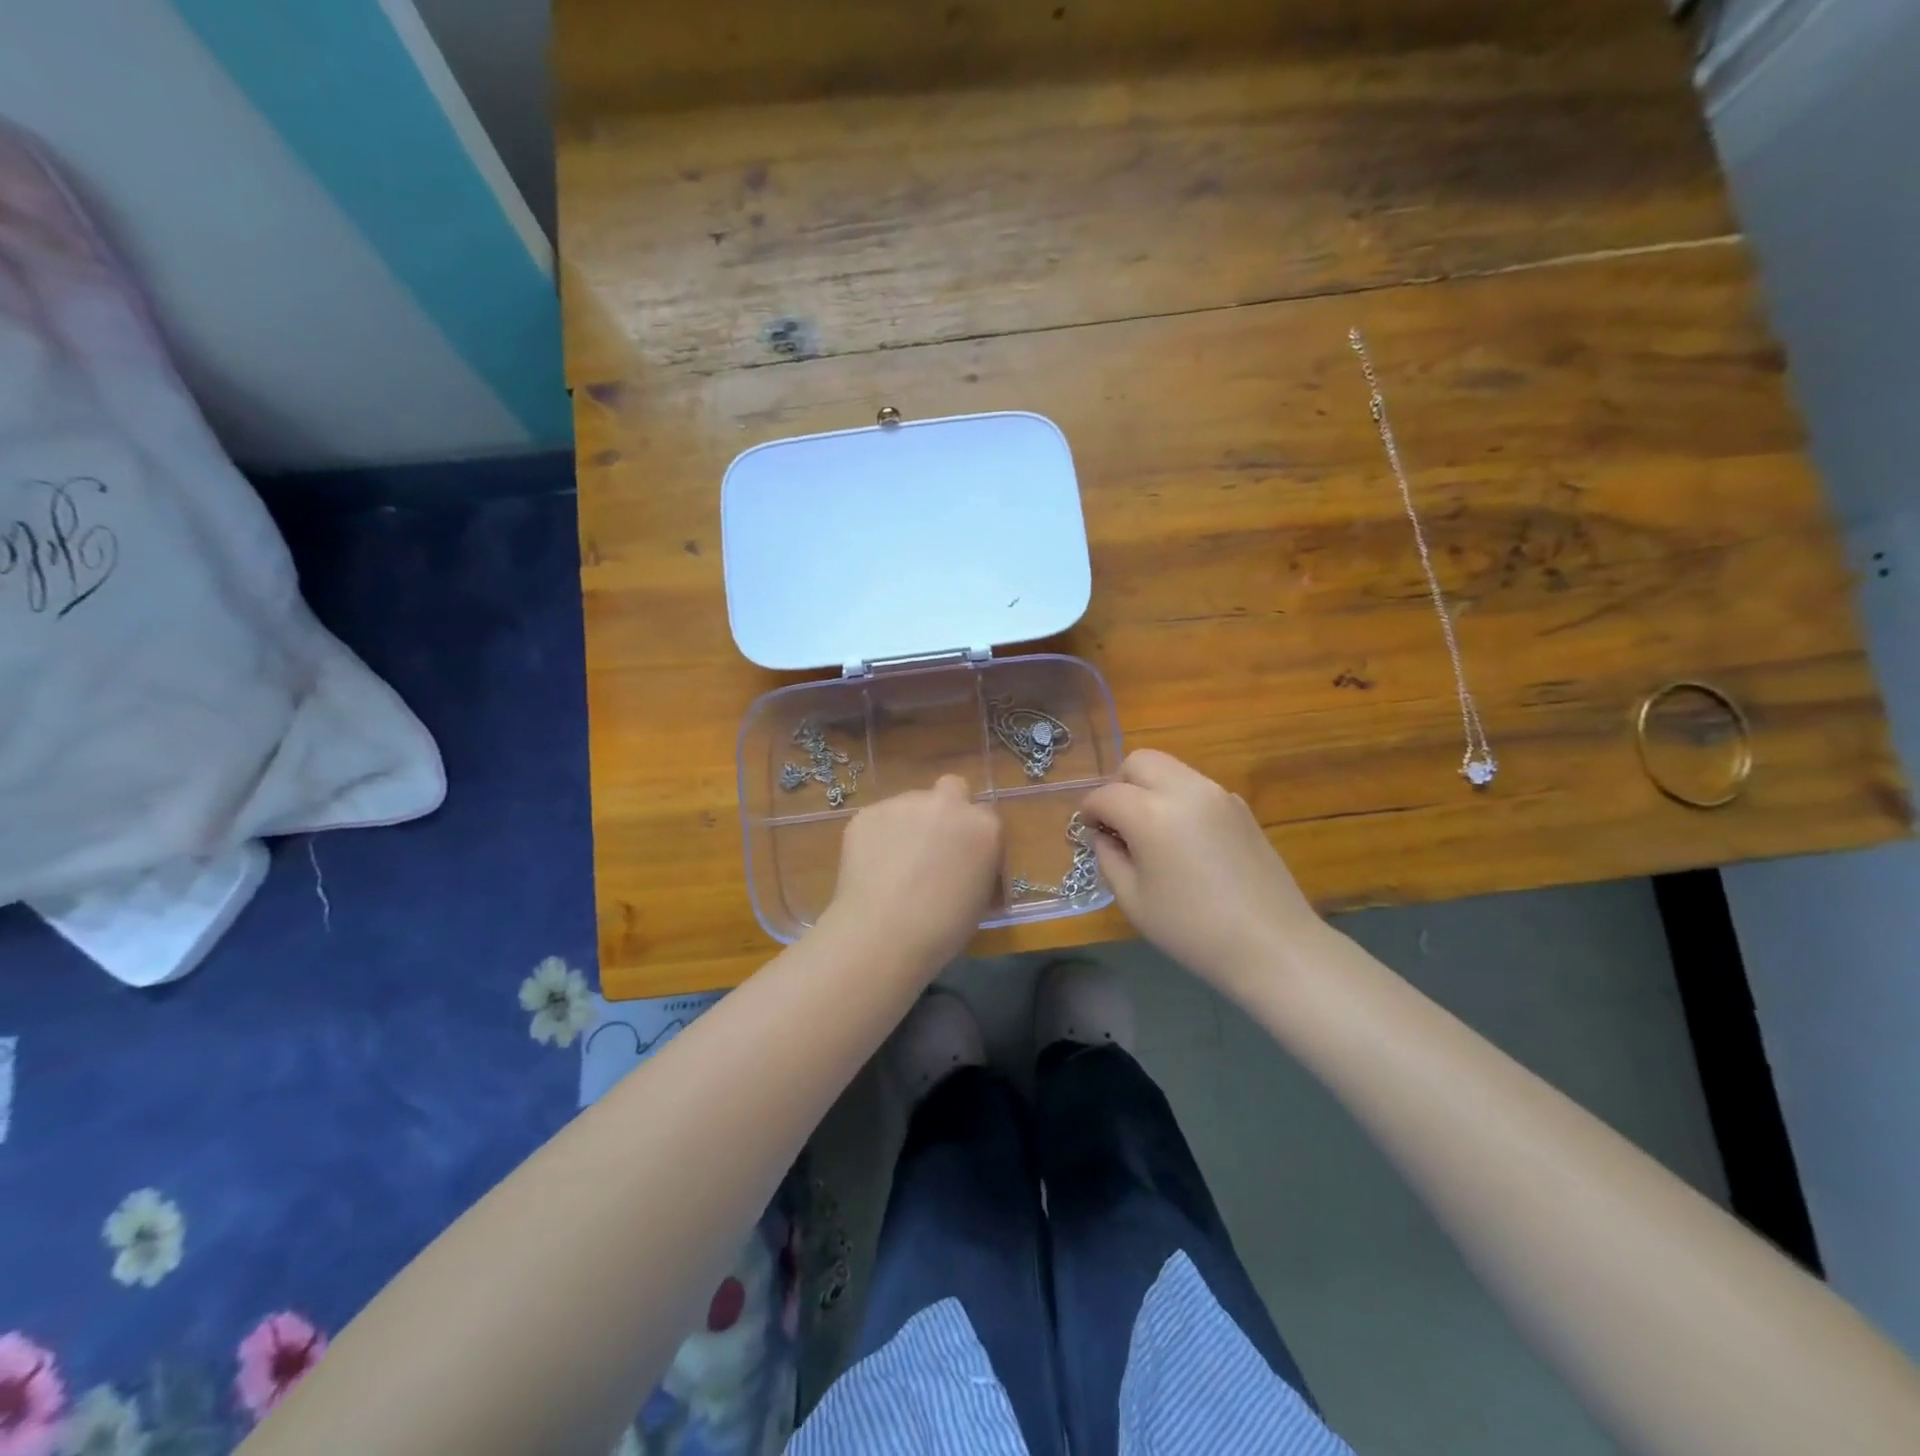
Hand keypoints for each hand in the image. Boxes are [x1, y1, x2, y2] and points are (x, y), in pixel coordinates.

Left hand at [822, 774, 1002, 971]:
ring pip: (911, 804)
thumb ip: (977, 865)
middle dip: (946, 810)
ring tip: (895, 863)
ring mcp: (904, 804)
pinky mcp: (868, 813)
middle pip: (951, 790)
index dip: (973, 836)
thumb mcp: (980, 899)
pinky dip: (878, 837)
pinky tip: (872, 867)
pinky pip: (879, 820)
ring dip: (910, 824)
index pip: (986, 817)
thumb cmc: (942, 930)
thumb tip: (966, 865)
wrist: (883, 935)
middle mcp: (946, 804)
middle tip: (932, 845)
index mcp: (983, 827)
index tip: (964, 858)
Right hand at [1081, 750, 1327, 996]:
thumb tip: (1105, 835)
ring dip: (1150, 788)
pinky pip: (1196, 787)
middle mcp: (1184, 790)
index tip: (1089, 831)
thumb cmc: (1191, 929)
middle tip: (1118, 821)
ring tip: (1151, 830)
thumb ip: (1108, 857)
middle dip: (1120, 784)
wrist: (1271, 944)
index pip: (1106, 794)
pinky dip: (1178, 799)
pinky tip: (1184, 840)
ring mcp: (1217, 794)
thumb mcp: (1132, 900)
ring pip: (1170, 769)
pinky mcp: (1240, 806)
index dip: (1089, 811)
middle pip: (1139, 761)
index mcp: (1151, 813)